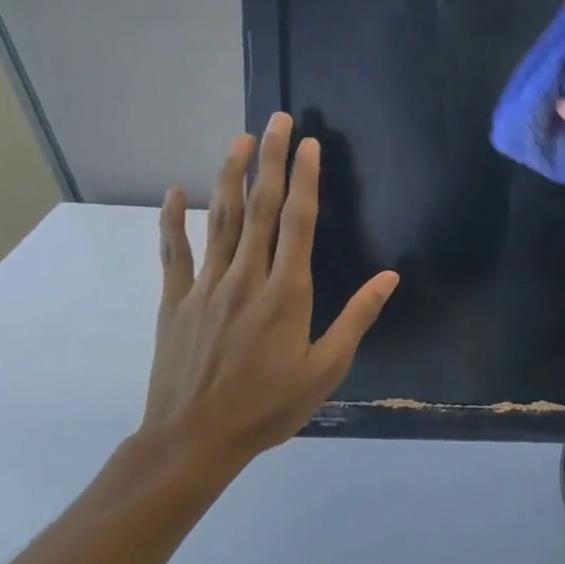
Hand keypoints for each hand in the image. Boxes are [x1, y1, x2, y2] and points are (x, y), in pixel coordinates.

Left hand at [143, 113, 398, 469]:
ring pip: (221, 221)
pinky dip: (174, 221)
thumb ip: (357, 318)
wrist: (193, 441)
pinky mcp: (176, 302)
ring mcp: (206, 287)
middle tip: (277, 121)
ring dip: (230, 177)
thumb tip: (390, 277)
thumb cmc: (269, 406)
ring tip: (239, 140)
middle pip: (260, 208)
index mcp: (286, 292)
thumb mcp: (326, 368)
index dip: (305, 179)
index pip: (298, 222)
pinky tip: (176, 193)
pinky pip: (175, 254)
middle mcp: (246, 278)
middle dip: (270, 161)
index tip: (309, 145)